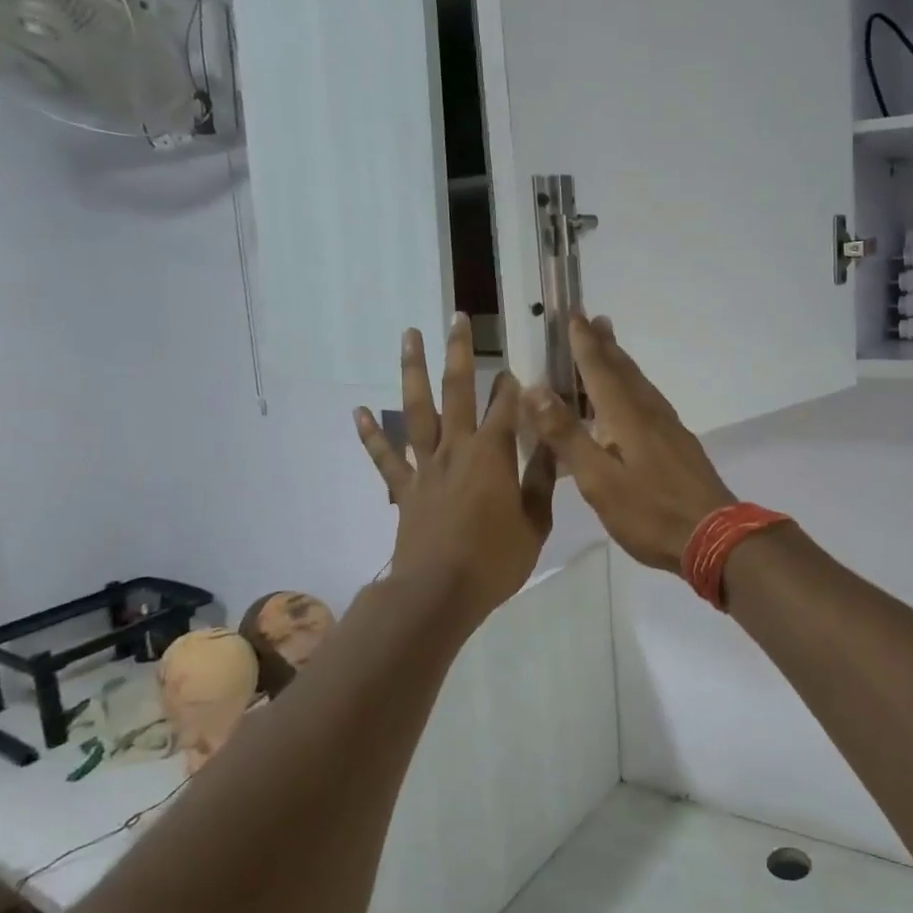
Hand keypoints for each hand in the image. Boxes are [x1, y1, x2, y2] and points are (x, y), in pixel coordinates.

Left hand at [355, 315, 555, 622]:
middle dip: (459, 353)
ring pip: (417, 410)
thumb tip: (554, 445)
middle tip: (457, 319)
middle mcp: (456, 449)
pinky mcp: (405, 489)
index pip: (507, 408)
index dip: (514, 385)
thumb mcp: (535, 524)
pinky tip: (358, 411)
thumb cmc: (494, 560)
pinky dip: (371, 434)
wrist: (438, 593)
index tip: (519, 365)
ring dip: (413, 372)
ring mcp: (425, 467)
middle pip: (457, 391)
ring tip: (409, 337)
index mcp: (492, 455)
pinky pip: (385, 457)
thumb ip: (542, 481)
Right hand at [521, 315, 735, 571]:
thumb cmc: (650, 512)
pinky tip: (636, 402)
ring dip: (623, 364)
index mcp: (627, 418)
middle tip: (595, 320)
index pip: (600, 371)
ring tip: (612, 349)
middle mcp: (650, 415)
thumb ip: (568, 436)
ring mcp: (670, 430)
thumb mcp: (599, 480)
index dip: (585, 345)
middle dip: (606, 346)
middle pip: (625, 372)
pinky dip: (636, 389)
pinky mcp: (680, 446)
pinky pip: (651, 403)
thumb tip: (536, 390)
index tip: (574, 316)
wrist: (714, 536)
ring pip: (641, 386)